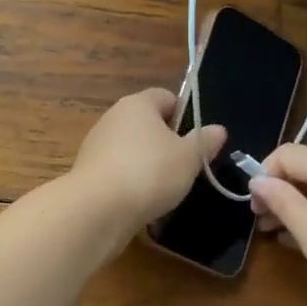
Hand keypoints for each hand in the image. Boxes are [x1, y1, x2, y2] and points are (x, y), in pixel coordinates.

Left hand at [68, 88, 225, 234]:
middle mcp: (113, 117)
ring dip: (148, 164)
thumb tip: (218, 129)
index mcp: (137, 104)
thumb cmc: (149, 172)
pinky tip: (142, 202)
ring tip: (166, 188)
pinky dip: (131, 182)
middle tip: (186, 165)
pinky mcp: (88, 172)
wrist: (97, 209)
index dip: (184, 114)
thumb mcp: (189, 158)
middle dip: (167, 142)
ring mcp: (96, 144)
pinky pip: (118, 170)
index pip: (165, 96)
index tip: (197, 139)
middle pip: (147, 123)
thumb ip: (204, 142)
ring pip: (132, 148)